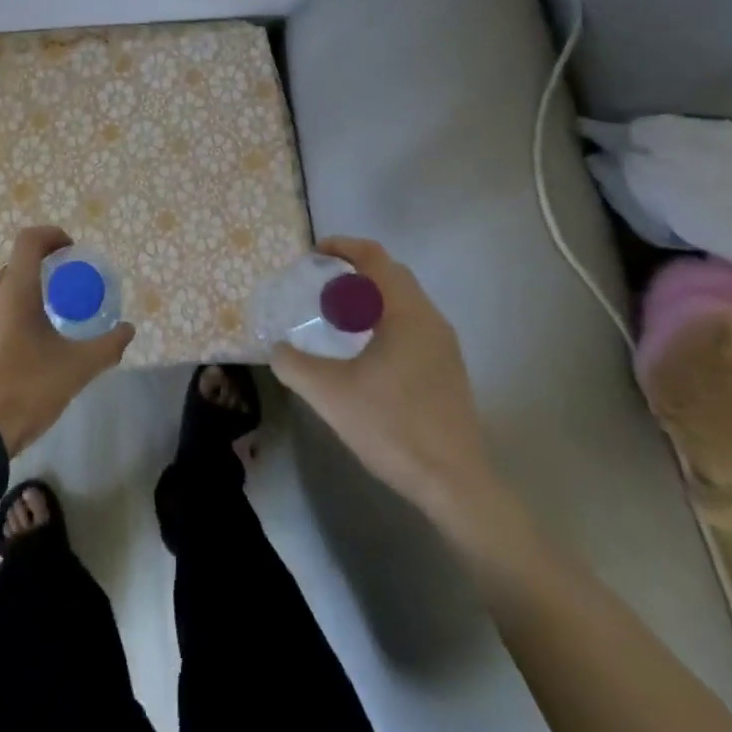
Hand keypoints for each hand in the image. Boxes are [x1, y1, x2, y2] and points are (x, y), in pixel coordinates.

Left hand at [0, 225, 134, 455]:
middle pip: (9, 274)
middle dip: (30, 284)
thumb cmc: (25, 390)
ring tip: (18, 342)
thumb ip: (106, 346)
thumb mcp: (74, 370)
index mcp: (13, 289)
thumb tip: (128, 330)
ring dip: (4, 311)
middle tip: (48, 310)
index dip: (50, 237)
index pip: (30, 241)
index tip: (66, 251)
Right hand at [272, 237, 503, 525]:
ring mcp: (444, 345)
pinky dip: (385, 319)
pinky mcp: (448, 369)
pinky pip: (413, 324)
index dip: (342, 246)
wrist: (455, 485)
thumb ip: (294, 365)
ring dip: (371, 297)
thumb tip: (276, 348)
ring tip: (338, 317)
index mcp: (405, 312)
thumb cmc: (393, 427)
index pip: (374, 257)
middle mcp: (430, 319)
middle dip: (354, 271)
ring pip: (404, 301)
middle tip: (321, 285)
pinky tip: (365, 353)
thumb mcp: (329, 395)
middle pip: (391, 274)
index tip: (313, 254)